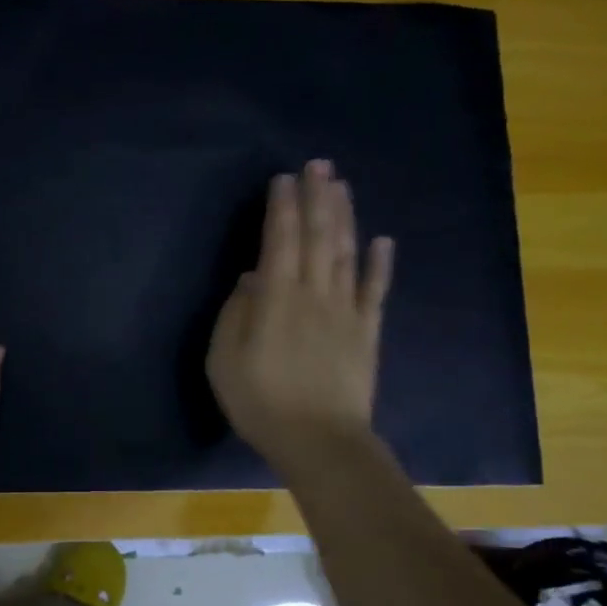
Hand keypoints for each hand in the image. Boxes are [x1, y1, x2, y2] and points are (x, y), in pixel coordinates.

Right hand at [206, 160, 392, 473]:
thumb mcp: (223, 360)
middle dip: (318, 197)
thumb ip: (235, 313)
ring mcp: (345, 311)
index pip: (280, 240)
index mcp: (276, 298)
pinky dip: (380, 263)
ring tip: (342, 186)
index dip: (282, 207)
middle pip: (319, 236)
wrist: (319, 441)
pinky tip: (383, 239)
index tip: (284, 178)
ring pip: (347, 253)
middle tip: (319, 164)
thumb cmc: (260, 402)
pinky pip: (376, 290)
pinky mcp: (367, 331)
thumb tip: (252, 278)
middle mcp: (314, 293)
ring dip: (345, 217)